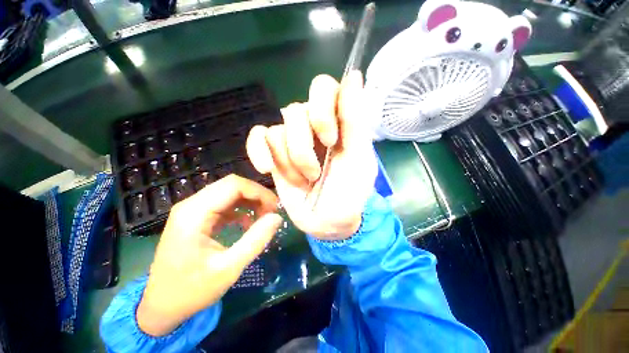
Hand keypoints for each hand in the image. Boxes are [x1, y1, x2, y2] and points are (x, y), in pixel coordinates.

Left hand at [137, 175, 282, 336]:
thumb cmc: (191, 291)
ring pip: (230, 193)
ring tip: (264, 217)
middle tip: (272, 212)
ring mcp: (193, 210)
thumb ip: (256, 240)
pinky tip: (248, 224)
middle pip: (232, 186)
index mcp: (194, 213)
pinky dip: (241, 209)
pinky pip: (225, 204)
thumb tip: (277, 217)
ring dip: (250, 201)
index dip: (258, 192)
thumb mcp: (228, 269)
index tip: (275, 207)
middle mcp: (192, 205)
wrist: (161, 306)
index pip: (233, 185)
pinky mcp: (197, 218)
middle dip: (256, 195)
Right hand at [246, 72, 376, 239]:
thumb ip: (356, 121)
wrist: (328, 221)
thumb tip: (354, 76)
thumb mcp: (359, 160)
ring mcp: (292, 140)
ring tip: (305, 181)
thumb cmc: (349, 193)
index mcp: (337, 123)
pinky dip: (259, 152)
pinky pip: (258, 137)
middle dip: (302, 145)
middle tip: (316, 171)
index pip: (324, 88)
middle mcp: (313, 127)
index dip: (322, 109)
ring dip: (291, 162)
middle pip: (294, 110)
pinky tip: (267, 169)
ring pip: (277, 130)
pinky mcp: (274, 154)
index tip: (329, 140)